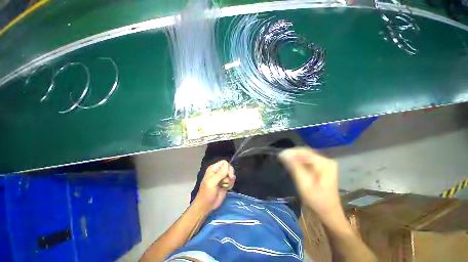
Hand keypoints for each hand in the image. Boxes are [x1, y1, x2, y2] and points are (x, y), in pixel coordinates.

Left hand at [193, 160, 235, 212]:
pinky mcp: (225, 183)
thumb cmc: (207, 193)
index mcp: (213, 168)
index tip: (229, 176)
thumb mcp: (212, 183)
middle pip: (229, 168)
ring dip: (230, 181)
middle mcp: (218, 171)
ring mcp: (222, 177)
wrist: (206, 206)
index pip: (224, 163)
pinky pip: (231, 180)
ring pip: (231, 174)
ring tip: (225, 186)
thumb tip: (227, 165)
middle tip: (227, 182)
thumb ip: (220, 174)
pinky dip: (230, 184)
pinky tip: (226, 188)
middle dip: (230, 175)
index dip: (228, 168)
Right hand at [279, 147, 341, 218]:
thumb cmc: (317, 200)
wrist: (329, 212)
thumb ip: (294, 167)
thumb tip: (284, 154)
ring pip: (305, 156)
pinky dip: (299, 162)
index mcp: (324, 163)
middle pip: (305, 152)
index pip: (304, 152)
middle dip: (292, 155)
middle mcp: (325, 160)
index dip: (290, 152)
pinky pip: (307, 160)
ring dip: (294, 158)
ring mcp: (324, 164)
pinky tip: (292, 165)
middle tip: (281, 159)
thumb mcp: (304, 184)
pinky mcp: (322, 167)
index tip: (280, 156)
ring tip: (285, 162)